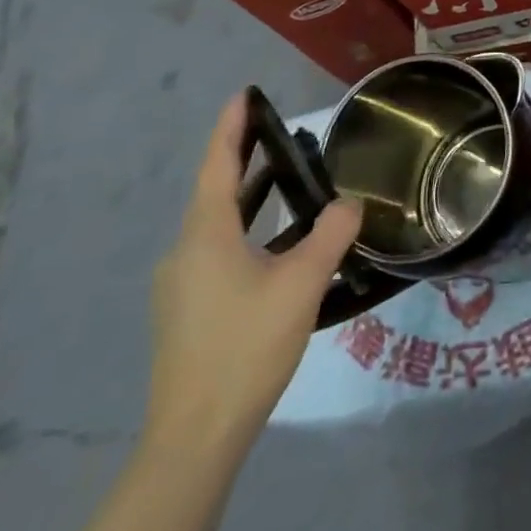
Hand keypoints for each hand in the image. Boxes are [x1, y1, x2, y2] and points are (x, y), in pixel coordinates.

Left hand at [144, 93, 362, 461]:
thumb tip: (349, 202)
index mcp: (206, 236)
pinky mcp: (188, 311)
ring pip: (219, 226)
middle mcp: (185, 252)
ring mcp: (182, 285)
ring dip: (251, 199)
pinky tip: (280, 248)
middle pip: (216, 193)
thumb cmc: (247, 345)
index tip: (244, 95)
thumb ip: (330, 235)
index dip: (232, 128)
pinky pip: (220, 252)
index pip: (218, 166)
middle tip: (276, 131)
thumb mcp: (302, 283)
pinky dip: (250, 233)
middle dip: (245, 159)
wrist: (196, 434)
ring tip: (287, 180)